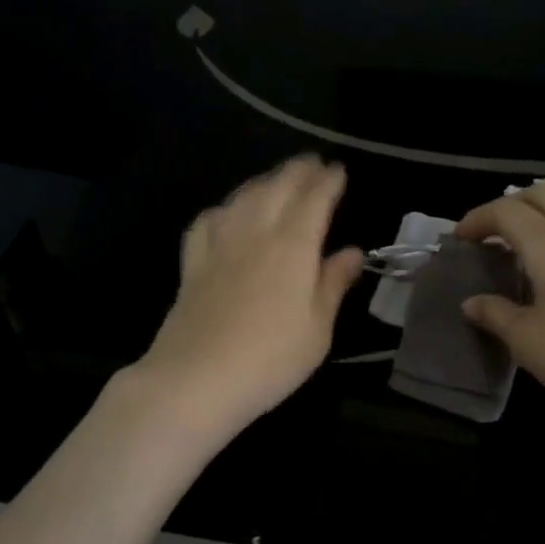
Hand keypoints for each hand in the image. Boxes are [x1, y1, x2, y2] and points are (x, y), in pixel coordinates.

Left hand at [134, 157, 364, 442]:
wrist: (196, 379)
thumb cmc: (270, 359)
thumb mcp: (318, 328)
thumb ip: (333, 283)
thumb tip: (352, 251)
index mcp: (293, 245)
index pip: (315, 198)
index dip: (329, 180)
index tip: (338, 170)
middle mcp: (255, 232)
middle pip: (278, 187)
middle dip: (299, 170)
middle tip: (313, 164)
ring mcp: (219, 244)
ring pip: (243, 196)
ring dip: (264, 181)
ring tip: (277, 180)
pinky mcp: (192, 262)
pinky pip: (209, 220)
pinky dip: (224, 208)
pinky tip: (228, 214)